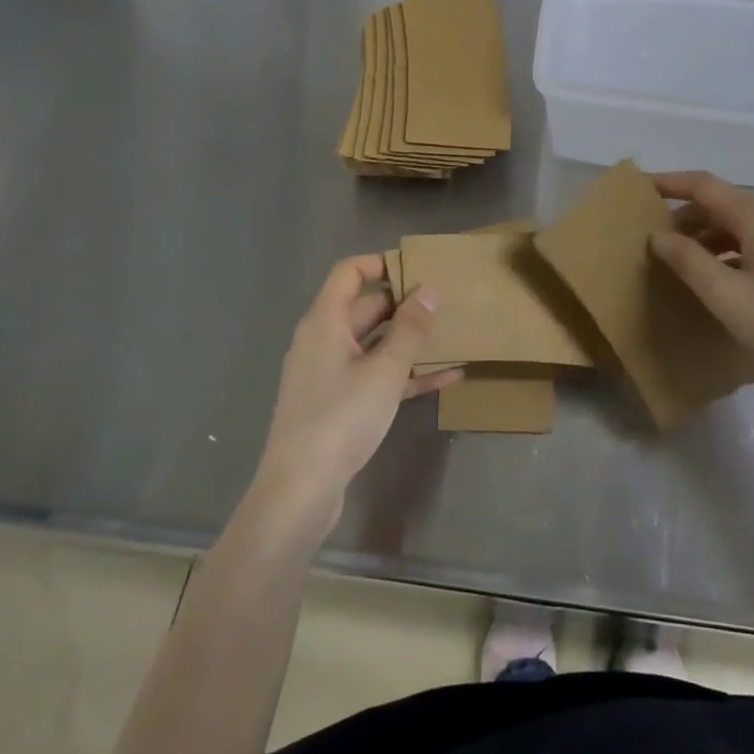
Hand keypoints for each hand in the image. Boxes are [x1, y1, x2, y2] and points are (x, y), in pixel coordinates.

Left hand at [249, 255, 459, 532]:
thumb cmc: (341, 418)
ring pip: (374, 344)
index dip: (381, 263)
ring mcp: (329, 374)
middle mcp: (323, 340)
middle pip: (365, 307)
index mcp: (325, 322)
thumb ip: (410, 328)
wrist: (300, 490)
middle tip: (446, 303)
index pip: (349, 272)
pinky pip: (375, 376)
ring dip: (410, 341)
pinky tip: (446, 377)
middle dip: (404, 304)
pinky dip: (405, 373)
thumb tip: (429, 289)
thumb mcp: (385, 370)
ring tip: (452, 336)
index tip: (418, 268)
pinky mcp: (338, 403)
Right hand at [650, 171, 753, 396]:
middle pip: (721, 203)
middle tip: (653, 239)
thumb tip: (657, 235)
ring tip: (677, 260)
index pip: (705, 185)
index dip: (671, 183)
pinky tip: (714, 277)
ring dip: (705, 235)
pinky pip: (752, 242)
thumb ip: (688, 260)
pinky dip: (726, 250)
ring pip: (737, 224)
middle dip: (685, 216)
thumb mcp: (727, 296)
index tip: (640, 188)